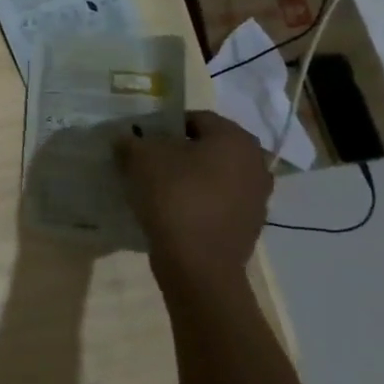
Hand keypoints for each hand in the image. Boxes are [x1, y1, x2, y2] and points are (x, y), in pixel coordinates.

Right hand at [114, 110, 270, 291]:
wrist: (198, 265)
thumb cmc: (174, 197)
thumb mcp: (140, 158)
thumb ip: (130, 141)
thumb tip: (125, 139)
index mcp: (234, 138)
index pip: (196, 118)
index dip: (165, 126)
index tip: (143, 141)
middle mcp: (255, 163)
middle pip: (209, 147)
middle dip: (180, 152)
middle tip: (150, 162)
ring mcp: (258, 198)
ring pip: (216, 176)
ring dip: (191, 178)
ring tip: (159, 189)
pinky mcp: (251, 227)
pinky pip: (219, 203)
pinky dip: (199, 203)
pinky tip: (174, 213)